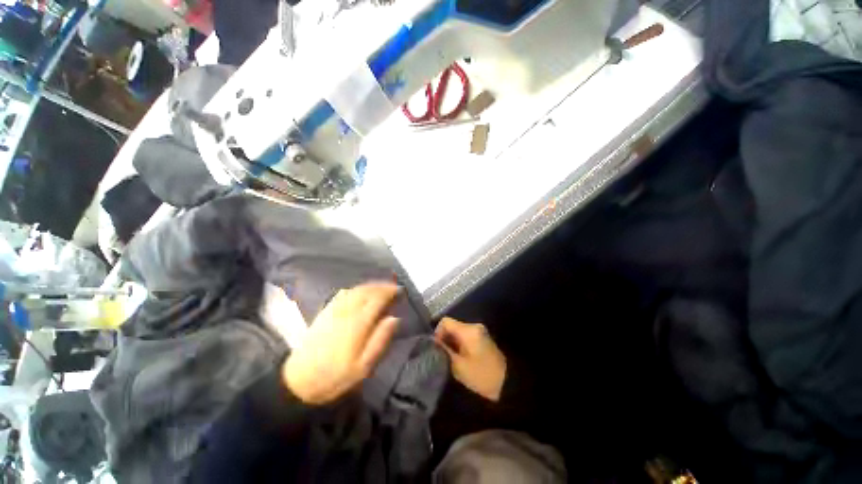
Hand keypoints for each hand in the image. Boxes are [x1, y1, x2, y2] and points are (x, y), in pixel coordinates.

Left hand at [283, 283, 400, 404]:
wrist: (299, 381)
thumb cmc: (335, 376)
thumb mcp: (363, 367)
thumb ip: (380, 340)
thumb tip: (395, 318)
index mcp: (357, 324)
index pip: (377, 299)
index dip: (390, 292)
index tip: (401, 291)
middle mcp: (346, 311)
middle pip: (367, 290)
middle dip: (382, 286)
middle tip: (394, 287)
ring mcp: (334, 310)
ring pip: (356, 289)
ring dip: (371, 285)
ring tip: (382, 288)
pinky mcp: (325, 312)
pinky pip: (344, 293)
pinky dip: (357, 288)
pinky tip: (361, 292)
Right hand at [435, 317, 505, 401]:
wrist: (508, 382)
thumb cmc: (482, 375)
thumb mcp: (459, 366)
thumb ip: (445, 351)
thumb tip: (434, 343)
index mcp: (468, 330)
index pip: (445, 321)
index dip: (437, 332)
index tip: (435, 347)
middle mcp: (473, 326)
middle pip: (452, 325)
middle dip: (444, 338)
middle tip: (440, 355)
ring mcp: (479, 331)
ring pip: (458, 331)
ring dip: (451, 342)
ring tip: (448, 358)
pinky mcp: (482, 338)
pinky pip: (465, 335)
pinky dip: (459, 343)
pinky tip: (458, 357)